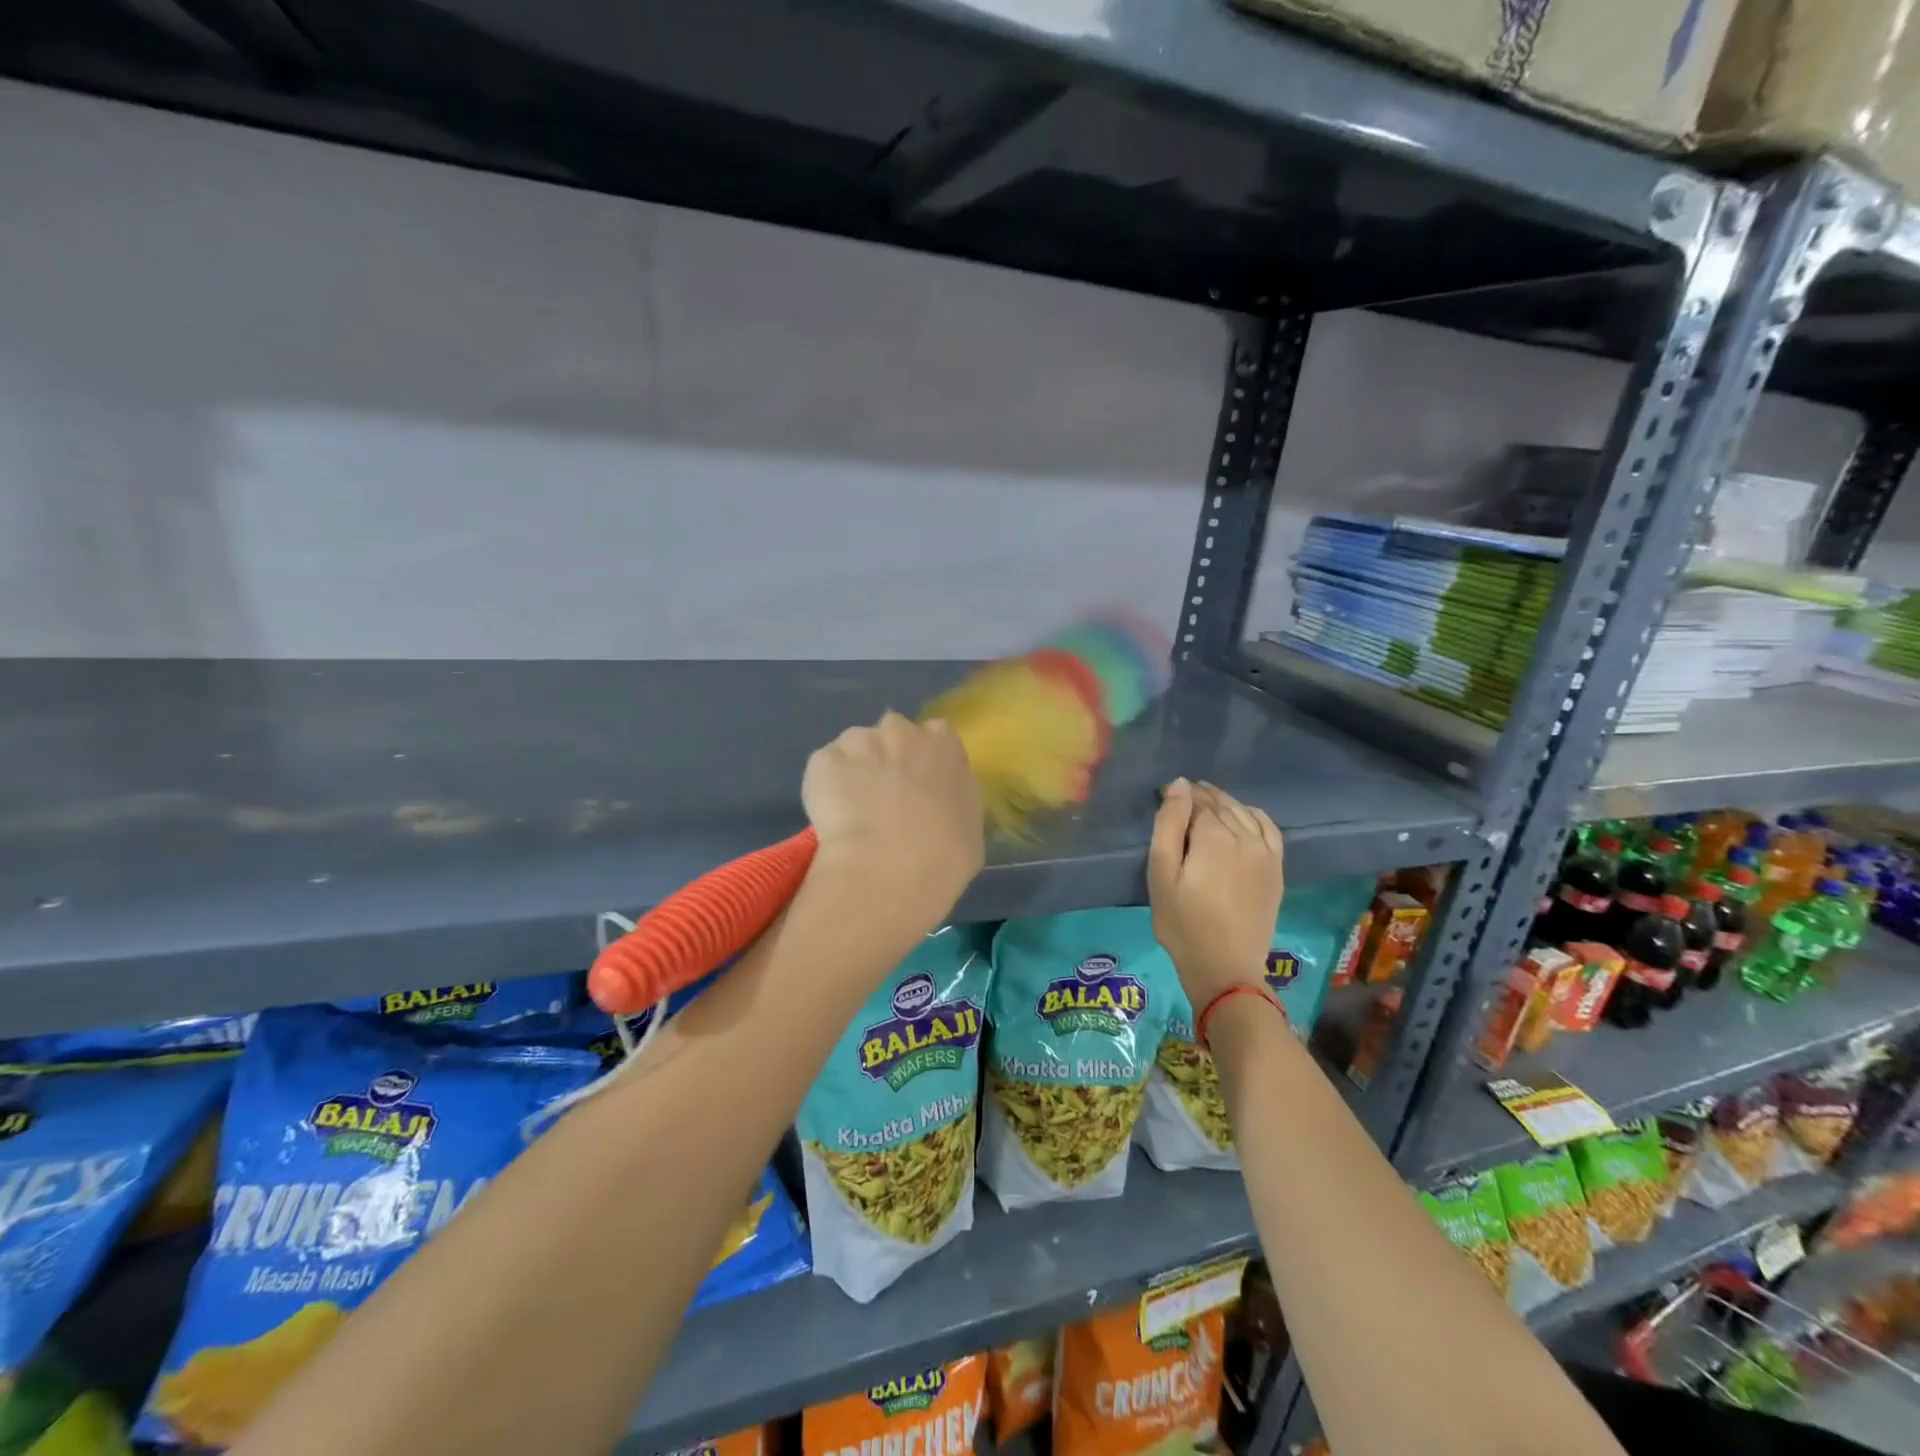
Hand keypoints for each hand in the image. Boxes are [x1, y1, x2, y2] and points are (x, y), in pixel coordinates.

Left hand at [802, 711, 984, 930]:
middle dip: (887, 759)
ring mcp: (858, 741)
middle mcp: (901, 730)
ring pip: (854, 748)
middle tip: (885, 800)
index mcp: (944, 742)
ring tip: (853, 814)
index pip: (935, 737)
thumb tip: (940, 803)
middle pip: (892, 735)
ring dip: (854, 772)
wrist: (890, 869)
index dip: (924, 762)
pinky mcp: (822, 761)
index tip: (920, 787)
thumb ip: (955, 799)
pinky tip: (833, 821)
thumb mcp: (970, 825)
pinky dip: (825, 790)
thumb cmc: (945, 854)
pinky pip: (824, 771)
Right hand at [1148, 778, 1284, 1008]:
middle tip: (1181, 798)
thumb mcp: (1161, 873)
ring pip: (1243, 812)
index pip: (1196, 801)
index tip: (1164, 796)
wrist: (1225, 966)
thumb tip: (1179, 784)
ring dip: (1224, 803)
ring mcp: (1265, 852)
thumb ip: (1169, 824)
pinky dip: (1254, 815)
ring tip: (1207, 804)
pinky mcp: (1276, 869)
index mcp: (1213, 835)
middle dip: (1200, 797)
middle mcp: (1244, 836)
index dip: (1179, 796)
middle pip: (1221, 804)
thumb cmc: (1182, 922)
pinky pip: (1269, 828)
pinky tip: (1244, 816)